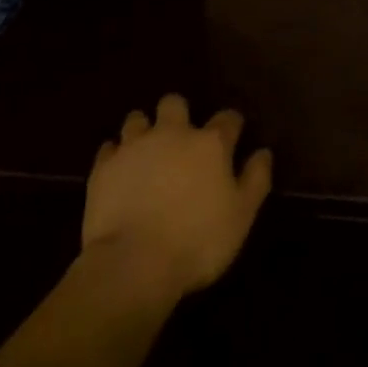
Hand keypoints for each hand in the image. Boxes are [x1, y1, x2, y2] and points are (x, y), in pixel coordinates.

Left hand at [81, 94, 272, 303]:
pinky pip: (109, 148)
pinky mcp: (104, 166)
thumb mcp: (241, 217)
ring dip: (143, 131)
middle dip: (178, 114)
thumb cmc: (197, 242)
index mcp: (209, 143)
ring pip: (137, 119)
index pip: (227, 119)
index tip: (233, 136)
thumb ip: (255, 180)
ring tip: (145, 152)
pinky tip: (119, 171)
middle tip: (180, 138)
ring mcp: (134, 146)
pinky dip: (115, 156)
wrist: (134, 263)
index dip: (232, 125)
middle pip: (175, 103)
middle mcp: (172, 133)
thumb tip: (263, 153)